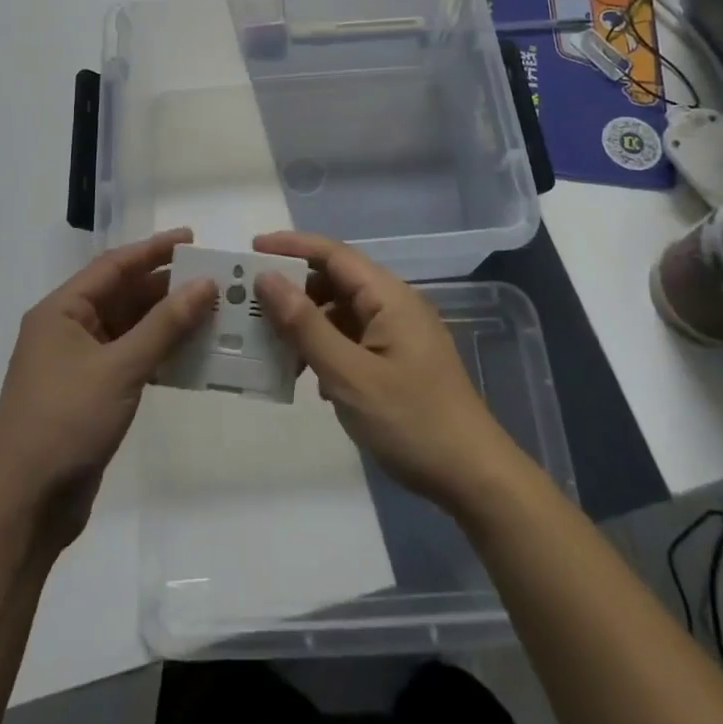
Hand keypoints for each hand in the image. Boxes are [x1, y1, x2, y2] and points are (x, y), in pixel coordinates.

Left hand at [0, 229, 214, 549]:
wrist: (24, 508)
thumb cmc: (66, 423)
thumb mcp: (120, 368)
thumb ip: (165, 325)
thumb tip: (205, 284)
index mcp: (61, 311)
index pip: (114, 266)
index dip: (154, 250)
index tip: (193, 239)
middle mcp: (67, 330)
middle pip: (122, 295)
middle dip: (165, 287)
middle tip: (212, 280)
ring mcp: (77, 364)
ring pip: (129, 329)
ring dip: (166, 322)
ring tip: (211, 313)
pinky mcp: (90, 395)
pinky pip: (130, 359)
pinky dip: (159, 354)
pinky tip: (192, 355)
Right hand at [253, 232, 527, 515]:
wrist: (473, 477)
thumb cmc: (411, 421)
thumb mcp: (349, 376)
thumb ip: (306, 326)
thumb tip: (267, 278)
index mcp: (388, 296)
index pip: (333, 254)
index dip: (291, 246)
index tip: (250, 249)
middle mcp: (394, 305)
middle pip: (335, 281)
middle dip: (293, 288)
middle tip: (248, 301)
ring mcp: (398, 334)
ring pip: (341, 312)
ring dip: (306, 322)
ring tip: (267, 340)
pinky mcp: (398, 360)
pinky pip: (352, 338)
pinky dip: (325, 346)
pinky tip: (304, 374)